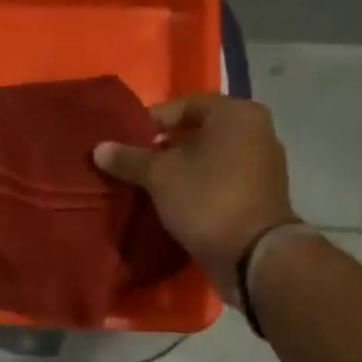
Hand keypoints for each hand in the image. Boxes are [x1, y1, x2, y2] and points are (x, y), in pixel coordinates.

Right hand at [93, 94, 299, 296]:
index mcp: (236, 113)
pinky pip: (221, 181)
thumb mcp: (160, 176)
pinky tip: (174, 203)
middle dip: (164, 148)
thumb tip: (98, 148)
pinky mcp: (260, 195)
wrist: (253, 256)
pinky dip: (198, 187)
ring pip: (210, 159)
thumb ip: (129, 159)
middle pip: (198, 132)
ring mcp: (263, 165)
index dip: (150, 122)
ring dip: (181, 170)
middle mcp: (256, 131)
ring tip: (149, 186)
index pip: (183, 105)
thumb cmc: (207, 199)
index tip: (125, 143)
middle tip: (134, 165)